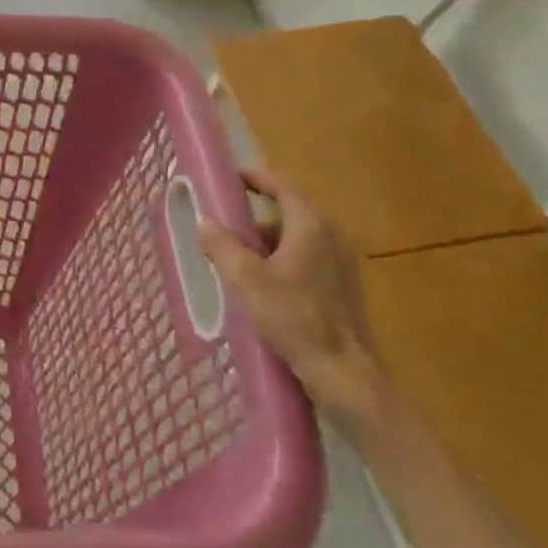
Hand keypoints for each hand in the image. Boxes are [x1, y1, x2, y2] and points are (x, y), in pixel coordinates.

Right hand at [198, 170, 387, 434]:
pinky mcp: (342, 287)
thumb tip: (205, 223)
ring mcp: (341, 262)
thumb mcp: (246, 279)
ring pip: (296, 239)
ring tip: (235, 261)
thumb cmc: (293, 317)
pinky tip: (261, 287)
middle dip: (255, 216)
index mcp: (310, 225)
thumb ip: (222, 246)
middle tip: (223, 225)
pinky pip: (306, 259)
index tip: (230, 178)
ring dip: (266, 242)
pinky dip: (281, 261)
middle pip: (289, 212)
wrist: (342, 370)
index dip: (256, 177)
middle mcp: (331, 236)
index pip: (283, 185)